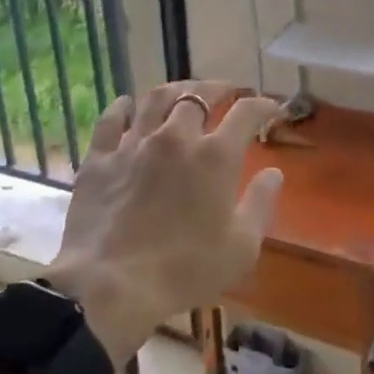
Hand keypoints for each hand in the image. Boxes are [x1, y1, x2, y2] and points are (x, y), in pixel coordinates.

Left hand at [46, 81, 282, 364]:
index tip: (270, 107)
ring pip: (156, 98)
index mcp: (215, 156)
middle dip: (218, 88)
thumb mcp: (241, 247)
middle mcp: (176, 137)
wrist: (110, 285)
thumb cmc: (184, 270)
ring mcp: (134, 143)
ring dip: (176, 89)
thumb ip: (260, 204)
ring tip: (184, 91)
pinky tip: (127, 104)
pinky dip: (121, 107)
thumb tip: (274, 173)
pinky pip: (111, 120)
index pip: (246, 113)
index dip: (262, 105)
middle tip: (227, 91)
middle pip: (199, 95)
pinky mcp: (100, 158)